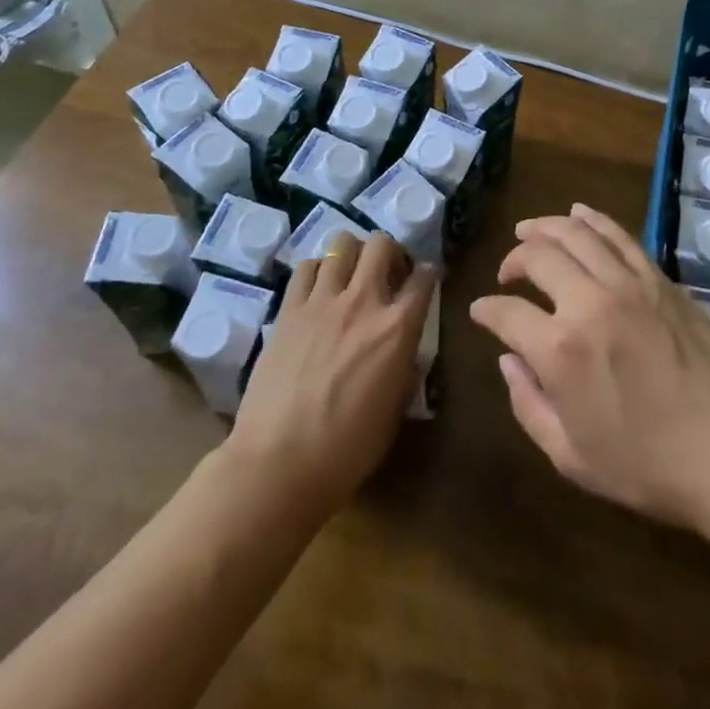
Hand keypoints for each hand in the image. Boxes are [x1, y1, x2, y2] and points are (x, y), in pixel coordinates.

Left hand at [226, 230, 436, 516]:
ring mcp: (322, 301)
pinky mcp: (289, 310)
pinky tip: (318, 290)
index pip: (425, 278)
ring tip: (350, 276)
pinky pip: (306, 267)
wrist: (279, 464)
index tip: (427, 280)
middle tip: (388, 274)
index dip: (430, 275)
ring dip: (353, 254)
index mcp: (398, 328)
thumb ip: (406, 370)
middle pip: (382, 244)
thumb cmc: (347, 450)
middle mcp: (363, 301)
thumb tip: (407, 352)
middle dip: (391, 252)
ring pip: (342, 244)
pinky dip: (317, 270)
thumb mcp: (395, 412)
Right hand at [469, 203, 709, 532]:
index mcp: (559, 351)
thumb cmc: (649, 466)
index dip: (486, 310)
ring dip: (545, 227)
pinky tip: (578, 215)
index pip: (506, 313)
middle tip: (508, 273)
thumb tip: (508, 360)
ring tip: (529, 231)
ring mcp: (628, 283)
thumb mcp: (572, 457)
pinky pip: (619, 235)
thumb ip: (529, 404)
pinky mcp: (659, 278)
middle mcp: (588, 302)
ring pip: (576, 233)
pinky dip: (592, 219)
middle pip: (538, 256)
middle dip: (513, 259)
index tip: (481, 311)